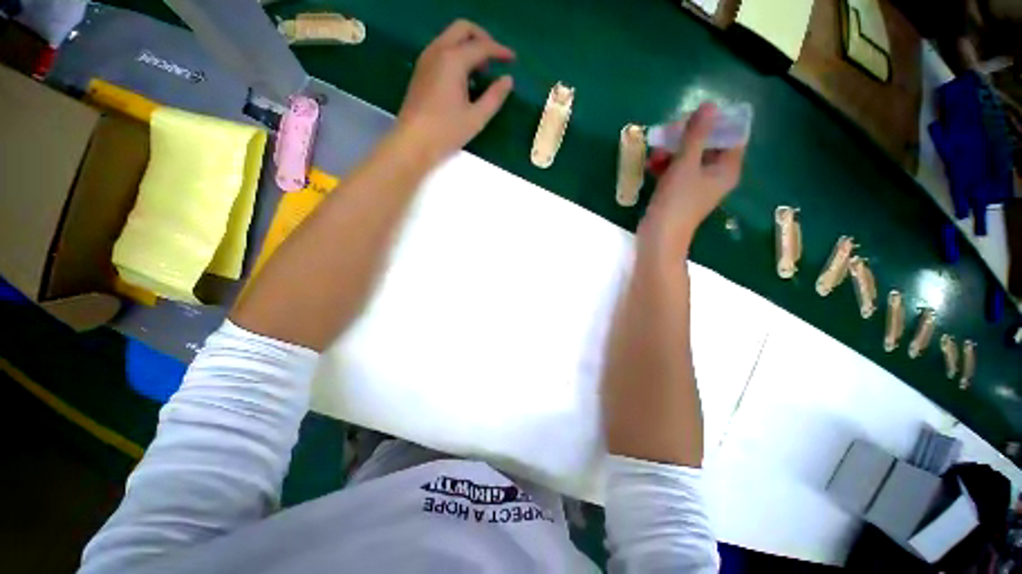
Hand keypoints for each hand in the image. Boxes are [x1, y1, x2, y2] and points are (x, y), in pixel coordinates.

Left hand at [394, 20, 514, 164]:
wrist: (413, 142)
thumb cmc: (446, 132)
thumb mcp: (476, 118)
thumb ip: (494, 97)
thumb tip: (508, 80)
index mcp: (453, 60)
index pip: (481, 46)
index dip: (500, 51)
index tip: (513, 59)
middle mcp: (438, 51)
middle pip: (463, 29)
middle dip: (482, 38)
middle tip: (495, 57)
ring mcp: (426, 59)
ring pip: (450, 37)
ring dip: (468, 45)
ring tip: (482, 69)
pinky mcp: (421, 70)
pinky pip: (442, 49)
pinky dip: (457, 54)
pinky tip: (464, 76)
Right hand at [639, 104, 745, 258]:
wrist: (658, 237)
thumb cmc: (676, 202)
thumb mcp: (686, 164)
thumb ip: (697, 135)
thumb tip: (709, 105)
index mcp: (727, 168)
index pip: (731, 135)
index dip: (716, 122)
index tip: (695, 116)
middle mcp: (715, 175)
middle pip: (707, 144)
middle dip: (686, 137)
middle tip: (668, 133)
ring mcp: (695, 184)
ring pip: (687, 157)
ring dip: (671, 151)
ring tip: (654, 153)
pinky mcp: (678, 192)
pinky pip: (675, 170)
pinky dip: (664, 165)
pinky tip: (649, 164)